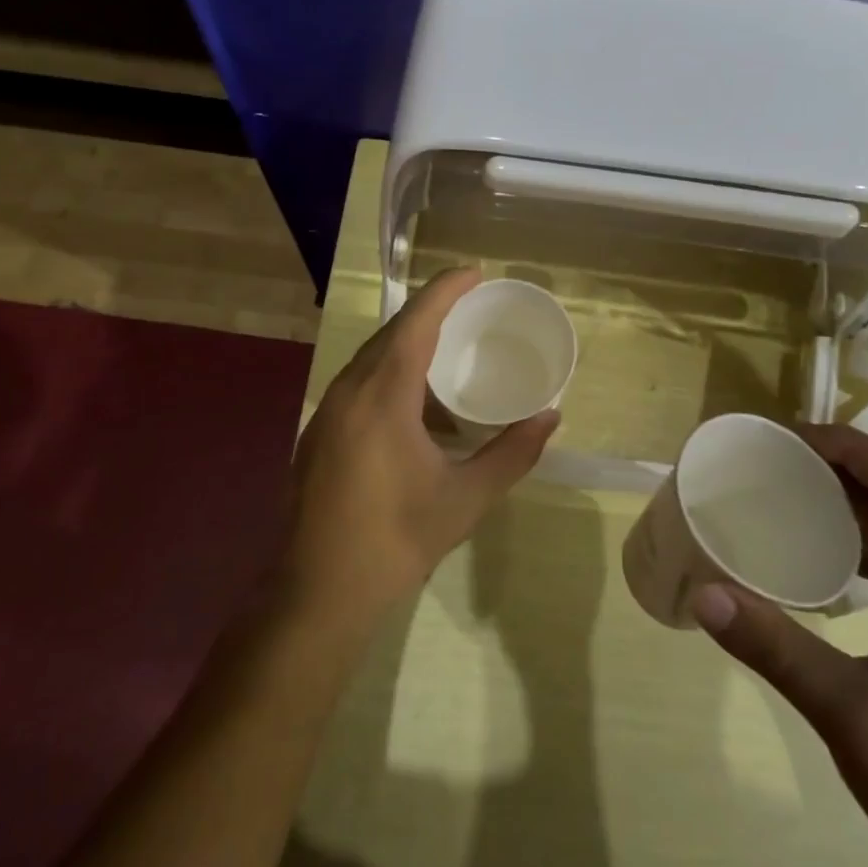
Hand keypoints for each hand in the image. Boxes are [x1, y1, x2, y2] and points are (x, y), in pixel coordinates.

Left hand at [285, 268, 558, 629]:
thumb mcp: (465, 498)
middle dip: (429, 314)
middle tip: (469, 308)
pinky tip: (415, 409)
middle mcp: (348, 393)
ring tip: (449, 357)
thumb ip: (512, 453)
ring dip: (408, 348)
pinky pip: (358, 387)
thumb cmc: (396, 540)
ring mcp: (326, 414)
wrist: (318, 594)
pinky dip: (390, 378)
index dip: (445, 290)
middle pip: (390, 334)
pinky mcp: (317, 437)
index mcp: (382, 396)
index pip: (416, 322)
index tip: (474, 272)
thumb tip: (550, 418)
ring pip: (370, 361)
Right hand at [690, 425, 867, 866]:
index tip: (789, 436)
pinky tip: (818, 558)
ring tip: (788, 494)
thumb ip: (777, 649)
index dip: (851, 448)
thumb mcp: (854, 714)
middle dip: (842, 471)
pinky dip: (858, 550)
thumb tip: (702, 594)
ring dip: (850, 507)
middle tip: (775, 460)